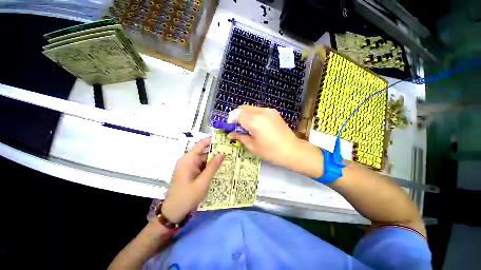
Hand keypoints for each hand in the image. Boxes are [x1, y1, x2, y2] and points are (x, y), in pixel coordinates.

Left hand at [161, 137, 223, 222]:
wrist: (173, 213)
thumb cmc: (187, 197)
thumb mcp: (203, 182)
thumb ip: (213, 166)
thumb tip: (222, 153)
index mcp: (188, 160)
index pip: (201, 144)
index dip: (212, 140)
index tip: (224, 139)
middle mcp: (188, 161)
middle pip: (203, 152)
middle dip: (216, 152)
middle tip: (230, 152)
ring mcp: (189, 167)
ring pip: (204, 160)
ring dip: (214, 161)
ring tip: (228, 160)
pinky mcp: (190, 173)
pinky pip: (202, 166)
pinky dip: (210, 167)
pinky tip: (219, 168)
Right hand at [228, 105, 323, 177]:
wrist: (292, 150)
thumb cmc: (270, 151)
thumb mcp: (252, 146)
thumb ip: (240, 137)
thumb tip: (230, 134)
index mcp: (254, 121)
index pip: (237, 114)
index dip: (232, 120)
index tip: (231, 128)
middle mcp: (261, 112)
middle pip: (243, 108)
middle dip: (237, 116)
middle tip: (238, 128)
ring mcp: (269, 110)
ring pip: (251, 108)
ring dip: (245, 115)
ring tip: (248, 127)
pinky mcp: (274, 112)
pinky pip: (259, 110)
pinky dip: (253, 115)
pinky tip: (257, 125)